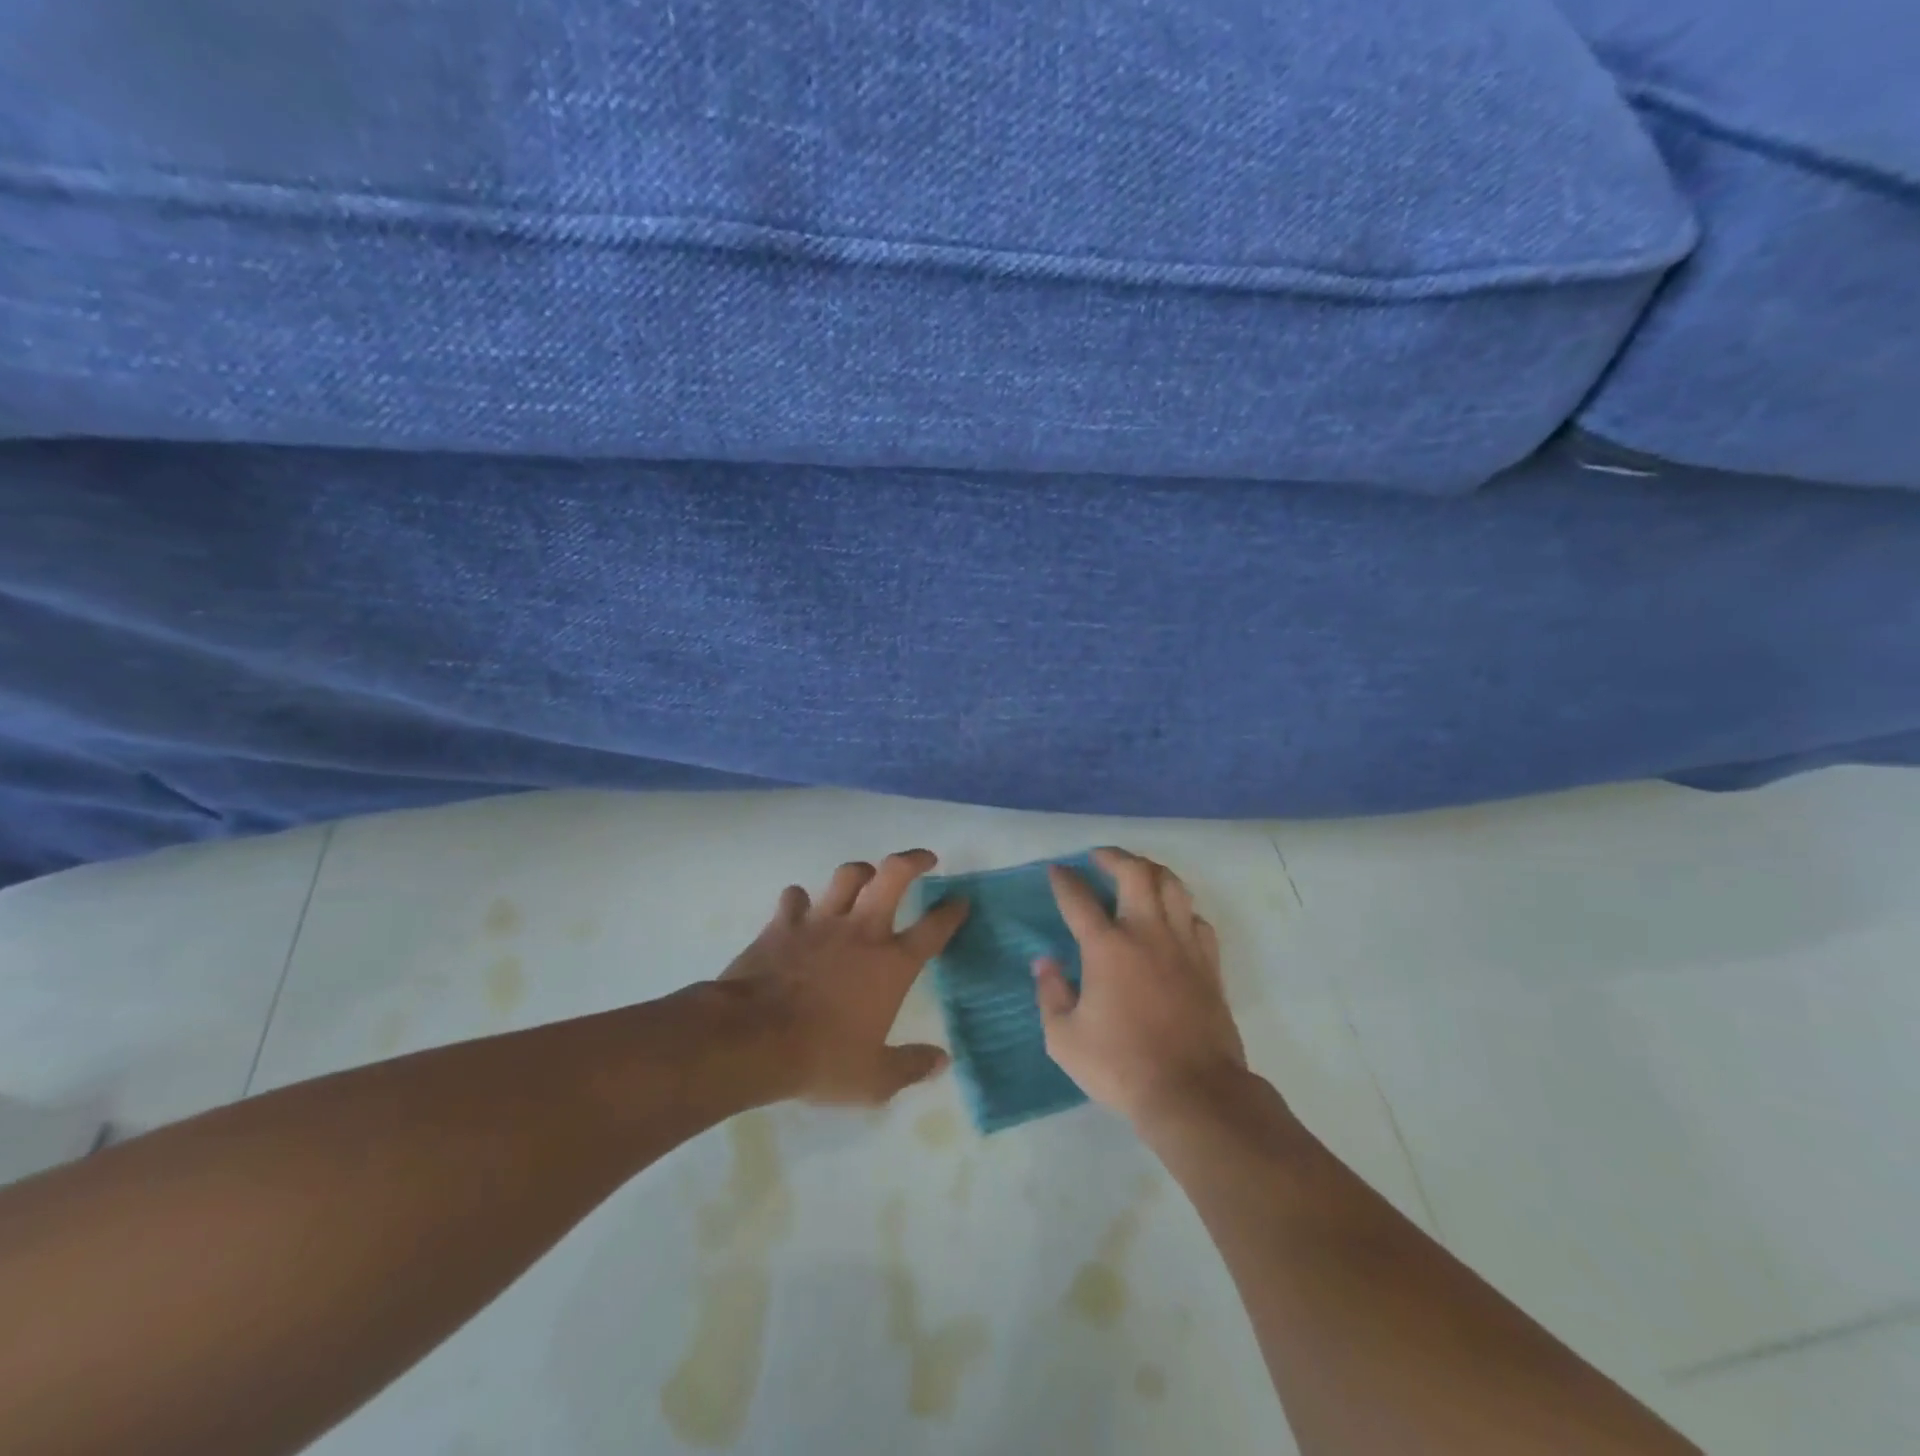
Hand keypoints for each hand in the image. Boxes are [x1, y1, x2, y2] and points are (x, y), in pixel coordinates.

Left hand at [719, 849, 967, 1106]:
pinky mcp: (782, 924)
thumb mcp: (873, 1080)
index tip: (961, 900)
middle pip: (894, 875)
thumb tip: (942, 1061)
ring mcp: (820, 922)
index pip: (934, 928)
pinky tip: (801, 908)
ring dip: (861, 872)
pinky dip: (800, 900)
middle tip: (925, 859)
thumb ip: (910, 1067)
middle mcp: (862, 931)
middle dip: (914, 860)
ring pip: (847, 875)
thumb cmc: (820, 1058)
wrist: (752, 1038)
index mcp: (891, 964)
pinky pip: (795, 897)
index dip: (952, 912)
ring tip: (867, 877)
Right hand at [1035, 847, 1247, 1124]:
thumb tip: (1045, 963)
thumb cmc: (1121, 1066)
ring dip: (1152, 870)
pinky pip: (1197, 919)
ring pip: (1173, 886)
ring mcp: (1183, 945)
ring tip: (1137, 872)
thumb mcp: (1064, 1039)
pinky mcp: (1209, 964)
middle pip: (1135, 873)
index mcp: (1106, 948)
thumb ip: (1050, 994)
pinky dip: (1181, 908)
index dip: (1064, 880)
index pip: (1079, 899)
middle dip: (1113, 856)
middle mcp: (1146, 933)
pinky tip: (1173, 917)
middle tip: (1099, 856)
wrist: (1193, 1092)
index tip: (1056, 870)